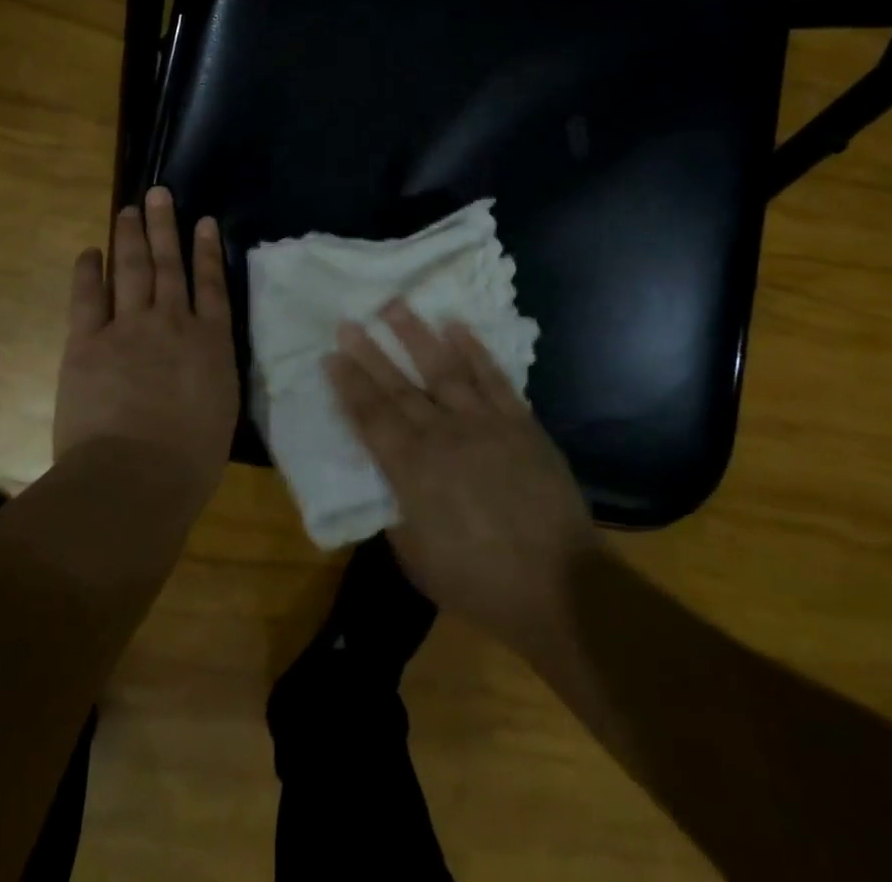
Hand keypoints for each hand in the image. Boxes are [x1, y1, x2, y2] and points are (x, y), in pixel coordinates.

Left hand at [53, 187, 238, 506]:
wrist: (135, 477)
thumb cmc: (188, 461)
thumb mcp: (219, 412)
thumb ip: (211, 376)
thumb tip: (202, 361)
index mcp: (210, 343)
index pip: (212, 285)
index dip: (207, 250)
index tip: (204, 221)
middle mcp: (173, 323)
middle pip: (169, 265)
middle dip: (165, 227)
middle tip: (159, 194)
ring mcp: (129, 328)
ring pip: (132, 269)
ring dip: (130, 237)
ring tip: (129, 210)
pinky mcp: (88, 342)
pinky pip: (87, 296)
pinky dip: (89, 270)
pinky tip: (90, 252)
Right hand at [326, 302, 599, 660]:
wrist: (560, 586)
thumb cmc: (480, 582)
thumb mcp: (417, 559)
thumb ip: (395, 512)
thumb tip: (386, 481)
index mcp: (412, 471)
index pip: (371, 417)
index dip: (348, 385)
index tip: (330, 355)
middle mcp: (443, 436)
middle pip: (399, 387)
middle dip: (370, 353)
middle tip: (348, 321)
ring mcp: (484, 424)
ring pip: (443, 369)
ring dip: (416, 335)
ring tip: (396, 305)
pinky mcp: (520, 423)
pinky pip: (493, 377)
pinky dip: (474, 349)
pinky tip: (456, 326)